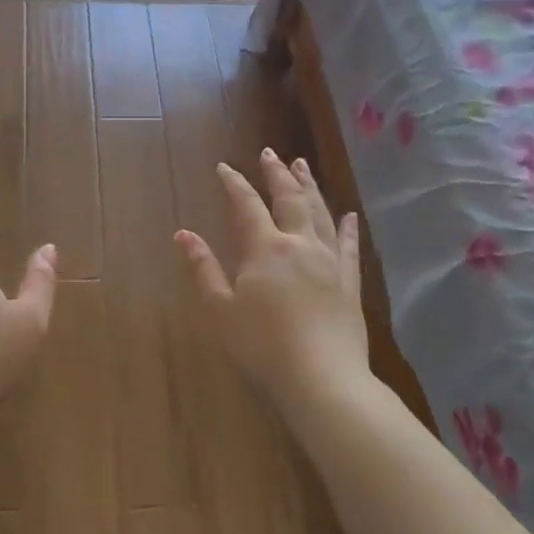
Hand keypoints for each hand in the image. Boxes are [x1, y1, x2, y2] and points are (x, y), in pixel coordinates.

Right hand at [175, 148, 368, 402]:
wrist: (322, 380)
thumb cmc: (262, 347)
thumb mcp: (221, 310)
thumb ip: (203, 269)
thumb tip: (183, 234)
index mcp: (265, 248)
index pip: (246, 205)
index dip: (234, 183)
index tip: (224, 166)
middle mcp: (300, 244)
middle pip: (289, 199)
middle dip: (277, 173)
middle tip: (270, 153)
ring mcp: (329, 262)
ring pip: (320, 213)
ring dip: (309, 187)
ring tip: (302, 166)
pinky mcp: (350, 283)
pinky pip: (349, 246)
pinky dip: (347, 227)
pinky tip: (349, 215)